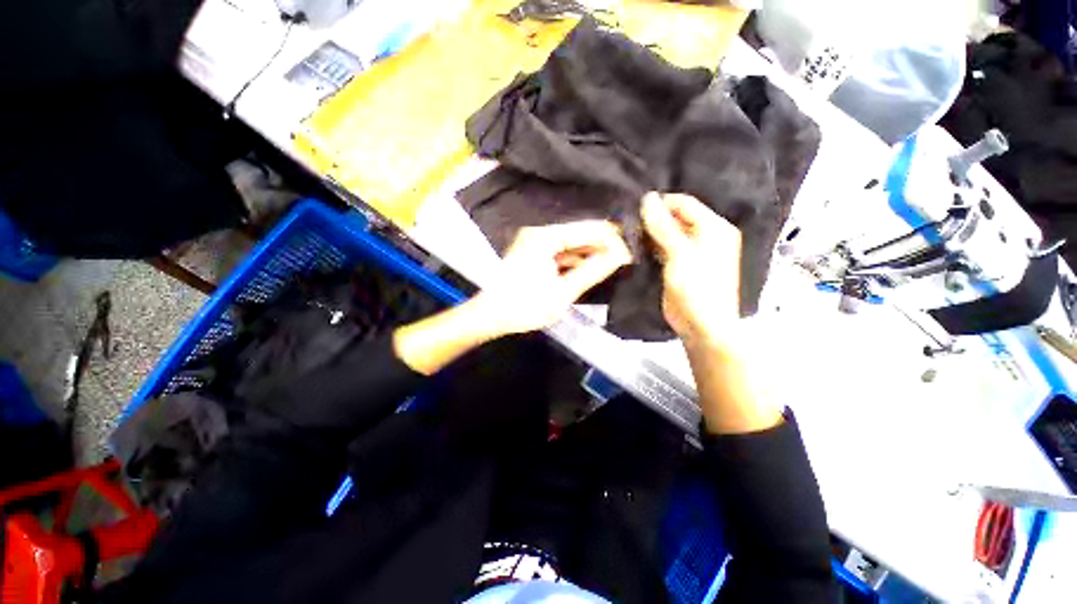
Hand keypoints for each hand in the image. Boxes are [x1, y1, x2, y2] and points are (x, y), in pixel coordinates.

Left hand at [475, 221, 632, 335]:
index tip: (630, 255)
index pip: (589, 228)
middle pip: (581, 233)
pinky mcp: (535, 253)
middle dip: (603, 246)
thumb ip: (593, 271)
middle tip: (625, 261)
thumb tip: (621, 255)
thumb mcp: (563, 292)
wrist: (491, 316)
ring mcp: (537, 242)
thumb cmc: (524, 306)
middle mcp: (541, 232)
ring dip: (591, 254)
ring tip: (613, 265)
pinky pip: (562, 252)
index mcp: (546, 236)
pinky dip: (577, 261)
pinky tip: (591, 269)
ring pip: (573, 243)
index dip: (612, 240)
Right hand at [641, 192, 741, 349]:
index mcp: (714, 228)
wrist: (701, 325)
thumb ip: (663, 226)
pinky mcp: (677, 264)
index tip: (635, 207)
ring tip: (628, 232)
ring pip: (667, 233)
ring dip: (649, 232)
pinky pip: (662, 247)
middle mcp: (704, 235)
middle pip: (675, 217)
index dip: (661, 203)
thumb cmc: (698, 288)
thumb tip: (647, 199)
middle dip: (653, 218)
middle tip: (629, 221)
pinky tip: (635, 245)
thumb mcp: (680, 254)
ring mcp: (690, 251)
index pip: (684, 204)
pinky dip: (650, 245)